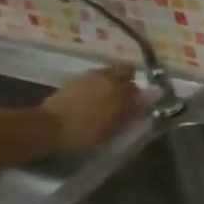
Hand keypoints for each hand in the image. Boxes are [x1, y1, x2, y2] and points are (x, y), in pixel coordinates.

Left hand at [41, 66, 155, 154]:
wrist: (45, 128)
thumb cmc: (85, 131)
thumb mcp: (115, 125)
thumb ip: (136, 106)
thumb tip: (157, 91)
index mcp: (119, 86)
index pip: (139, 87)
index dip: (141, 97)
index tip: (140, 108)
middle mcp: (105, 76)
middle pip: (124, 72)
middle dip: (128, 83)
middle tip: (126, 101)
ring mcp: (87, 77)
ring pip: (108, 74)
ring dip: (112, 83)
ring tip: (108, 101)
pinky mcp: (72, 82)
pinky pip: (93, 79)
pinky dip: (97, 86)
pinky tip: (92, 101)